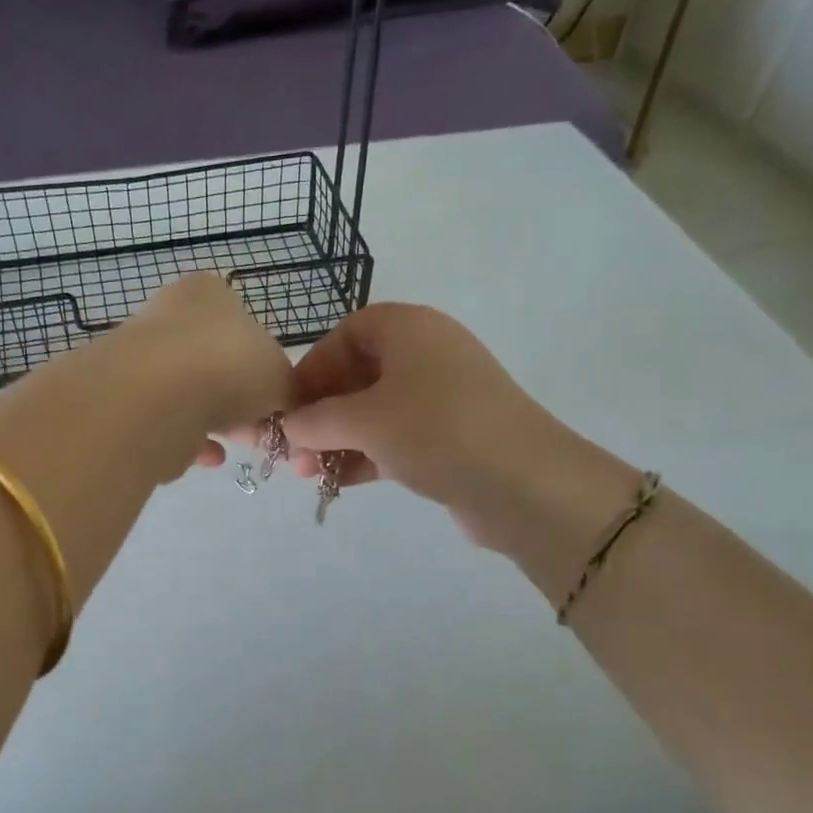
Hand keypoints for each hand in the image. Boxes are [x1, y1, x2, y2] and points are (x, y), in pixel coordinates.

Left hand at [118, 272, 294, 473]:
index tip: (274, 401)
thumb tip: (277, 402)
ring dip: (214, 420)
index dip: (263, 368)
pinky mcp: (120, 396)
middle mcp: (168, 314)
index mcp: (209, 293)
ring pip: (187, 392)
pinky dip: (186, 437)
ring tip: (235, 445)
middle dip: (238, 400)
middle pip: (214, 362)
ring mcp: (139, 355)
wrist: (156, 397)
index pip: (242, 326)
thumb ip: (284, 387)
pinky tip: (207, 456)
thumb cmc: (230, 367)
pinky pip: (163, 419)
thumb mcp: (281, 376)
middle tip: (257, 431)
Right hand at [281, 304, 635, 564]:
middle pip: (358, 376)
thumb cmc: (436, 431)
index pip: (348, 334)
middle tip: (292, 450)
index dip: (314, 366)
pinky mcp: (450, 437)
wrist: (524, 483)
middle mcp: (426, 355)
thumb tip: (288, 428)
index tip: (291, 405)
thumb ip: (316, 421)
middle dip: (320, 414)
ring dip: (337, 440)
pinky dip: (365, 455)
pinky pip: (395, 438)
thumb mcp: (365, 421)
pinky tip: (337, 483)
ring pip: (374, 412)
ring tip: (306, 475)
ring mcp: (441, 398)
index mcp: (409, 329)